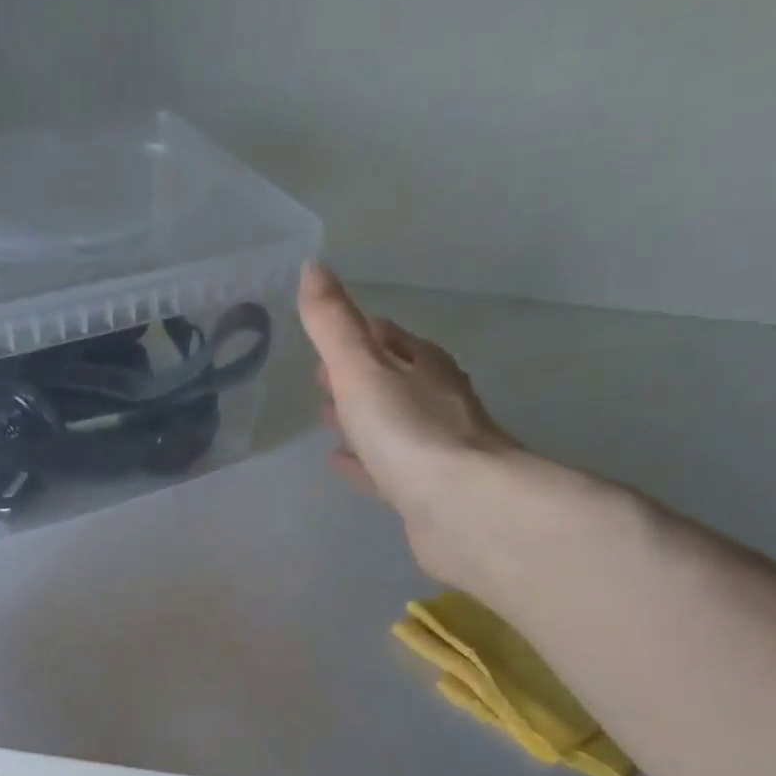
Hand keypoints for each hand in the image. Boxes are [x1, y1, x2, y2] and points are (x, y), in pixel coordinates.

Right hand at [298, 262, 525, 587]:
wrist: (463, 509)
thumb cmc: (409, 432)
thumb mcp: (362, 369)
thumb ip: (333, 324)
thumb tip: (312, 266)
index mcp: (423, 366)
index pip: (389, 338)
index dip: (359, 333)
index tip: (332, 335)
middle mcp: (435, 402)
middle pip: (391, 380)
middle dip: (359, 376)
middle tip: (323, 378)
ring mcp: (433, 450)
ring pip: (389, 426)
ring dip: (361, 420)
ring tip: (327, 418)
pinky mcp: (425, 492)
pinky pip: (385, 469)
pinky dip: (363, 463)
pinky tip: (341, 465)